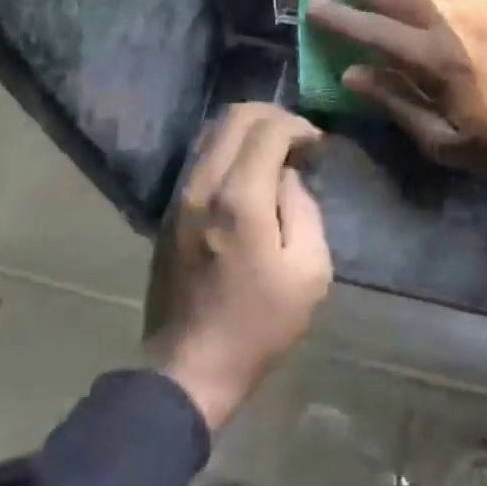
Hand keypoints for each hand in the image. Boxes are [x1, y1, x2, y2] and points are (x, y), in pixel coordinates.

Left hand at [144, 104, 331, 429]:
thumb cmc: (258, 325)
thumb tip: (287, 177)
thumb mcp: (309, 273)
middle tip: (297, 138)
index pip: (268, 129)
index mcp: (241, 198)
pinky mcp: (170, 210)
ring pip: (213, 132)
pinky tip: (249, 173)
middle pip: (235, 116)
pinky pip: (201, 156)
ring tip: (275, 152)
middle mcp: (204, 184)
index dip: (298, 126)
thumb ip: (304, 209)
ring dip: (248, 130)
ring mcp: (181, 195)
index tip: (317, 144)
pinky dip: (229, 148)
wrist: (188, 369)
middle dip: (273, 116)